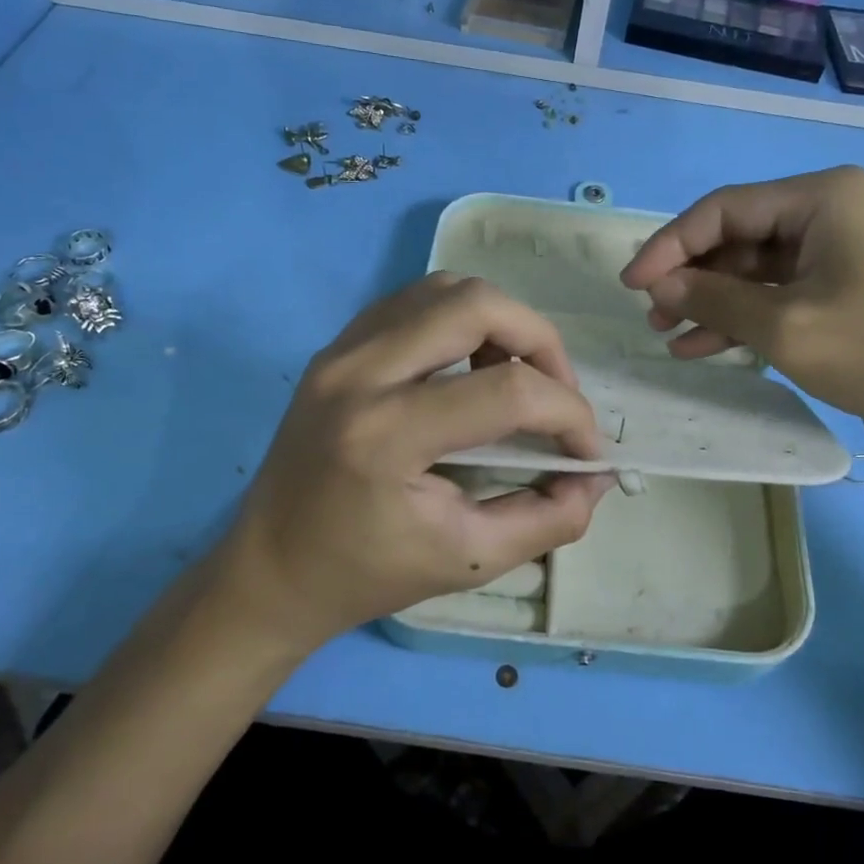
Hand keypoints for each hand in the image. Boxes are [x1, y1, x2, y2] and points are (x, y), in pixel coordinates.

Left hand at [214, 273, 614, 653]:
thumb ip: (547, 519)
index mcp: (386, 436)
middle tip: (556, 392)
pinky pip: (413, 302)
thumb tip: (595, 476)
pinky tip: (468, 366)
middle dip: (540, 341)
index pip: (507, 391)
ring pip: (444, 289)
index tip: (585, 450)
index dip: (568, 414)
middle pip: (476, 304)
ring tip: (514, 375)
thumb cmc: (366, 574)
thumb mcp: (469, 562)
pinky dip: (459, 320)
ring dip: (499, 322)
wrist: (269, 570)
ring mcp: (340, 350)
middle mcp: (358, 372)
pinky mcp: (336, 347)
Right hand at [620, 167, 863, 438]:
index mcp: (820, 197)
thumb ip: (715, 300)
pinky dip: (750, 317)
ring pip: (759, 268)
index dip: (669, 245)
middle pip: (740, 236)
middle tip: (655, 317)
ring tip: (673, 338)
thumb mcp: (787, 326)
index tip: (631, 285)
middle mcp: (832, 210)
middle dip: (693, 278)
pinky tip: (711, 347)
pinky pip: (786, 291)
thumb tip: (661, 285)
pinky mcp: (855, 284)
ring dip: (716, 302)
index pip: (722, 209)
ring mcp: (846, 248)